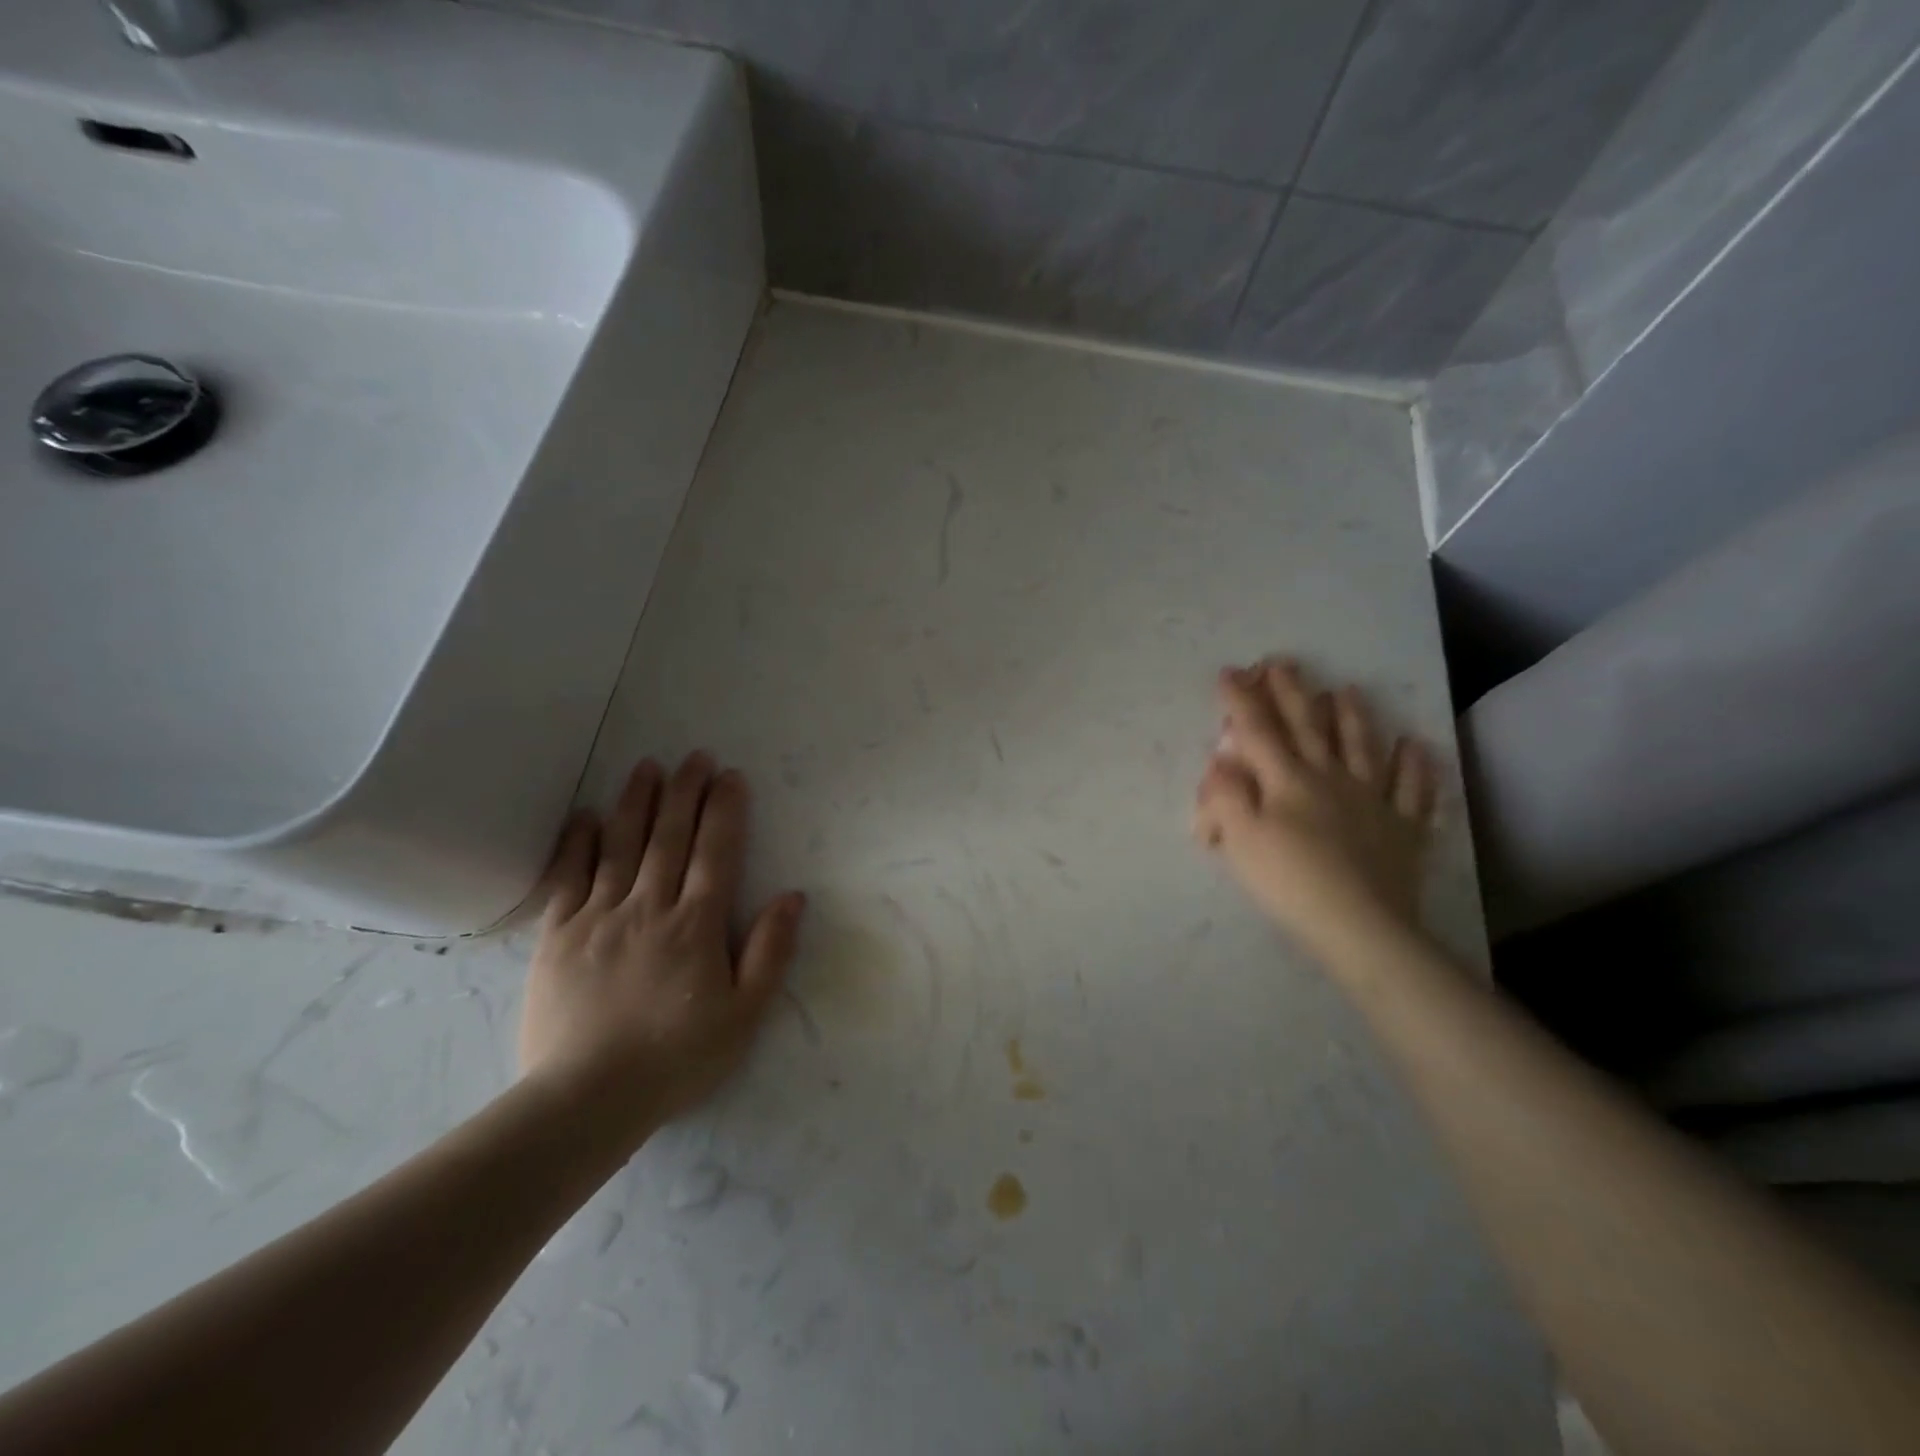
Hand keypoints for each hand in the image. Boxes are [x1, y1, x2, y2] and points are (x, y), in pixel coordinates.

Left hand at [520, 753, 804, 1141]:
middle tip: (694, 756)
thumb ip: (770, 951)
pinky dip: (579, 842)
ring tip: (647, 766)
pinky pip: (569, 877)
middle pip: (670, 837)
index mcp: (696, 925)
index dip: (725, 810)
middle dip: (685, 792)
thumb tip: (793, 896)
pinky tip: (587, 816)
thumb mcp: (744, 1015)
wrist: (586, 1099)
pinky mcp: (557, 935)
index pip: (716, 852)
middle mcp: (649, 907)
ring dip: (637, 802)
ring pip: (622, 845)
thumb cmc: (676, 1058)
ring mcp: (599, 917)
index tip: (730, 776)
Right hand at [1193, 658, 1438, 955]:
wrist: (1361, 927)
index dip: (1241, 700)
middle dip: (1291, 692)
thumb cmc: (1290, 882)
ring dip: (1352, 716)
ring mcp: (1372, 800)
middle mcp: (1330, 778)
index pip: (1258, 730)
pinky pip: (1413, 791)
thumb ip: (1224, 795)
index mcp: (1287, 780)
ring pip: (1362, 747)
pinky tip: (1415, 746)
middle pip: (1308, 727)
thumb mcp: (1240, 840)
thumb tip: (1221, 762)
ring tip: (1346, 689)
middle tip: (1282, 662)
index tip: (1230, 671)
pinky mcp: (1403, 829)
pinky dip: (1415, 767)